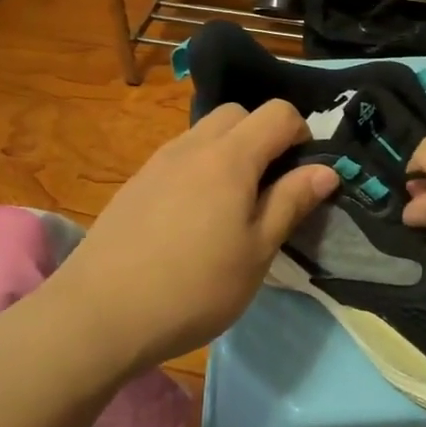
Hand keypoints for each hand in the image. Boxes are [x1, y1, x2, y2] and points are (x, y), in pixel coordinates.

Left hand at [47, 101, 338, 373]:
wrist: (99, 314)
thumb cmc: (194, 287)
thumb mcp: (257, 252)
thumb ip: (291, 202)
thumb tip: (326, 169)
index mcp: (230, 157)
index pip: (277, 113)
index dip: (301, 134)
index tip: (303, 175)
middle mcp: (192, 146)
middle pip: (238, 113)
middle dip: (263, 136)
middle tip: (269, 187)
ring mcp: (158, 162)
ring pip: (205, 133)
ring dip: (229, 152)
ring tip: (232, 206)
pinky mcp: (135, 183)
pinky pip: (179, 156)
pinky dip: (200, 168)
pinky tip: (193, 218)